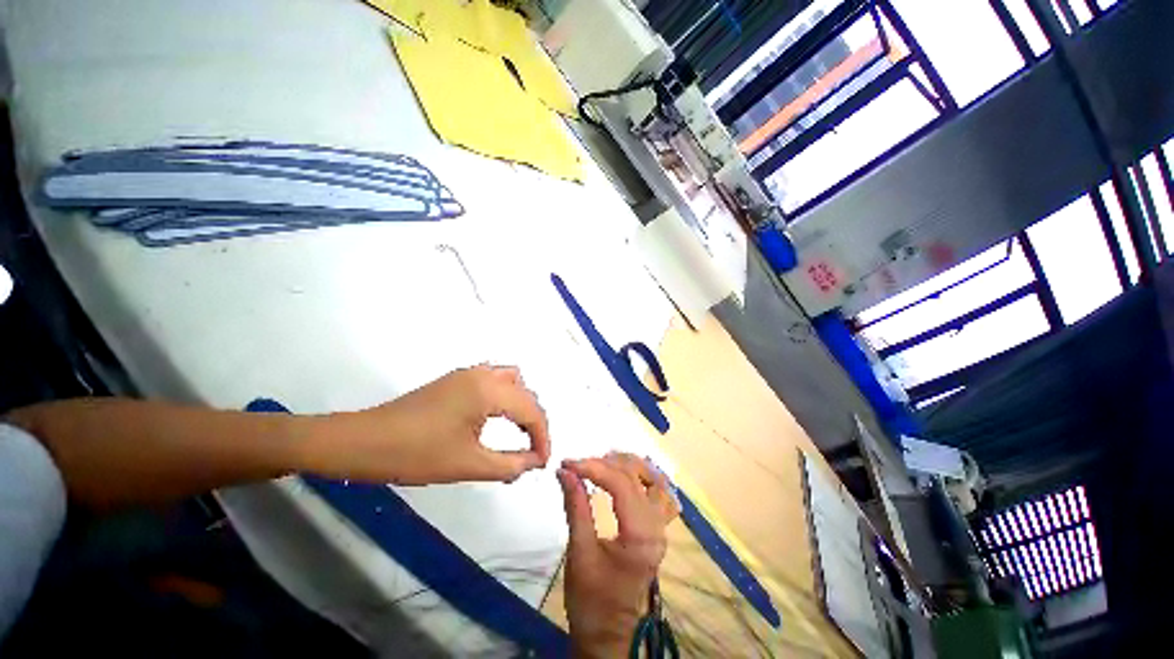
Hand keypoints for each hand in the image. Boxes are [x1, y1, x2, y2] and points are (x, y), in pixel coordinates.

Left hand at [302, 365, 550, 484]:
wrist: (362, 442)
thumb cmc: (414, 454)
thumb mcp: (467, 465)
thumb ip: (509, 464)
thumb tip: (534, 462)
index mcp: (488, 391)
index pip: (531, 410)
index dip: (543, 437)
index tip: (542, 463)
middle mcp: (482, 374)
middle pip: (525, 392)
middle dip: (535, 421)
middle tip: (533, 451)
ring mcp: (467, 374)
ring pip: (511, 380)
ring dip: (521, 403)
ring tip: (519, 431)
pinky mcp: (454, 380)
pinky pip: (493, 380)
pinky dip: (505, 396)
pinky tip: (496, 417)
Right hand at [558, 453, 678, 657]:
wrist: (608, 633)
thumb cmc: (591, 600)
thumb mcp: (579, 552)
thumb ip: (576, 507)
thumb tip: (565, 471)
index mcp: (641, 534)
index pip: (620, 483)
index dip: (593, 467)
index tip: (568, 463)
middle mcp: (657, 525)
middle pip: (636, 476)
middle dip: (606, 463)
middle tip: (579, 465)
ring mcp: (661, 527)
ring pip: (653, 479)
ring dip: (628, 465)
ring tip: (602, 462)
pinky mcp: (656, 529)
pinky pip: (658, 493)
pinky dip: (643, 476)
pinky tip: (626, 473)